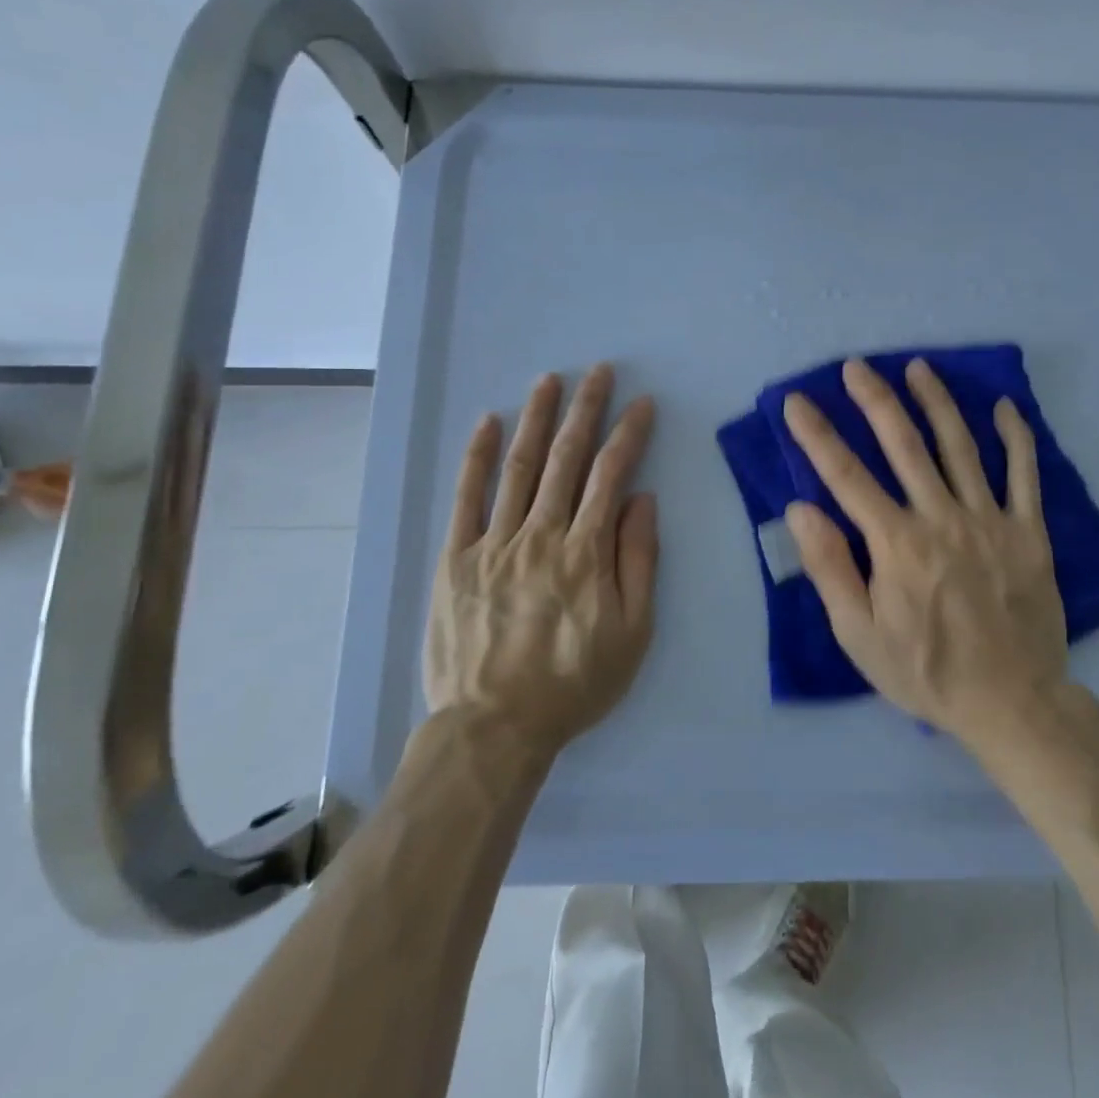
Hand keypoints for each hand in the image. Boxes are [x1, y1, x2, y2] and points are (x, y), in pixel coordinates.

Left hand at [423, 364, 658, 759]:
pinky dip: (476, 457)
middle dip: (586, 410)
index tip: (642, 404)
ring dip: (536, 419)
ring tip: (549, 382)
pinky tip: (486, 423)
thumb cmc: (574, 683)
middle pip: (567, 459)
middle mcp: (541, 534)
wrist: (495, 726)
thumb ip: (639, 560)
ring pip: (519, 467)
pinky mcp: (456, 557)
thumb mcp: (632, 632)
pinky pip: (466, 498)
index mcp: (586, 552)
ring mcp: (494, 542)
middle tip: (598, 371)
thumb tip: (641, 499)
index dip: (629, 434)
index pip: (612, 475)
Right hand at [781, 357, 1068, 748]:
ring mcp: (990, 521)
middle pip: (904, 446)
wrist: (1012, 703)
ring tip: (918, 368)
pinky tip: (1005, 407)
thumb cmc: (925, 672)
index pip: (847, 477)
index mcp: (897, 544)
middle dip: (875, 401)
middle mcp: (941, 519)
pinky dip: (1016, 438)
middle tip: (856, 366)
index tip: (797, 402)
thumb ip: (830, 568)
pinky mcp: (1029, 532)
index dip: (817, 436)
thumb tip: (801, 509)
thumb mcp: (859, 635)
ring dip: (937, 403)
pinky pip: (1025, 475)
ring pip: (961, 447)